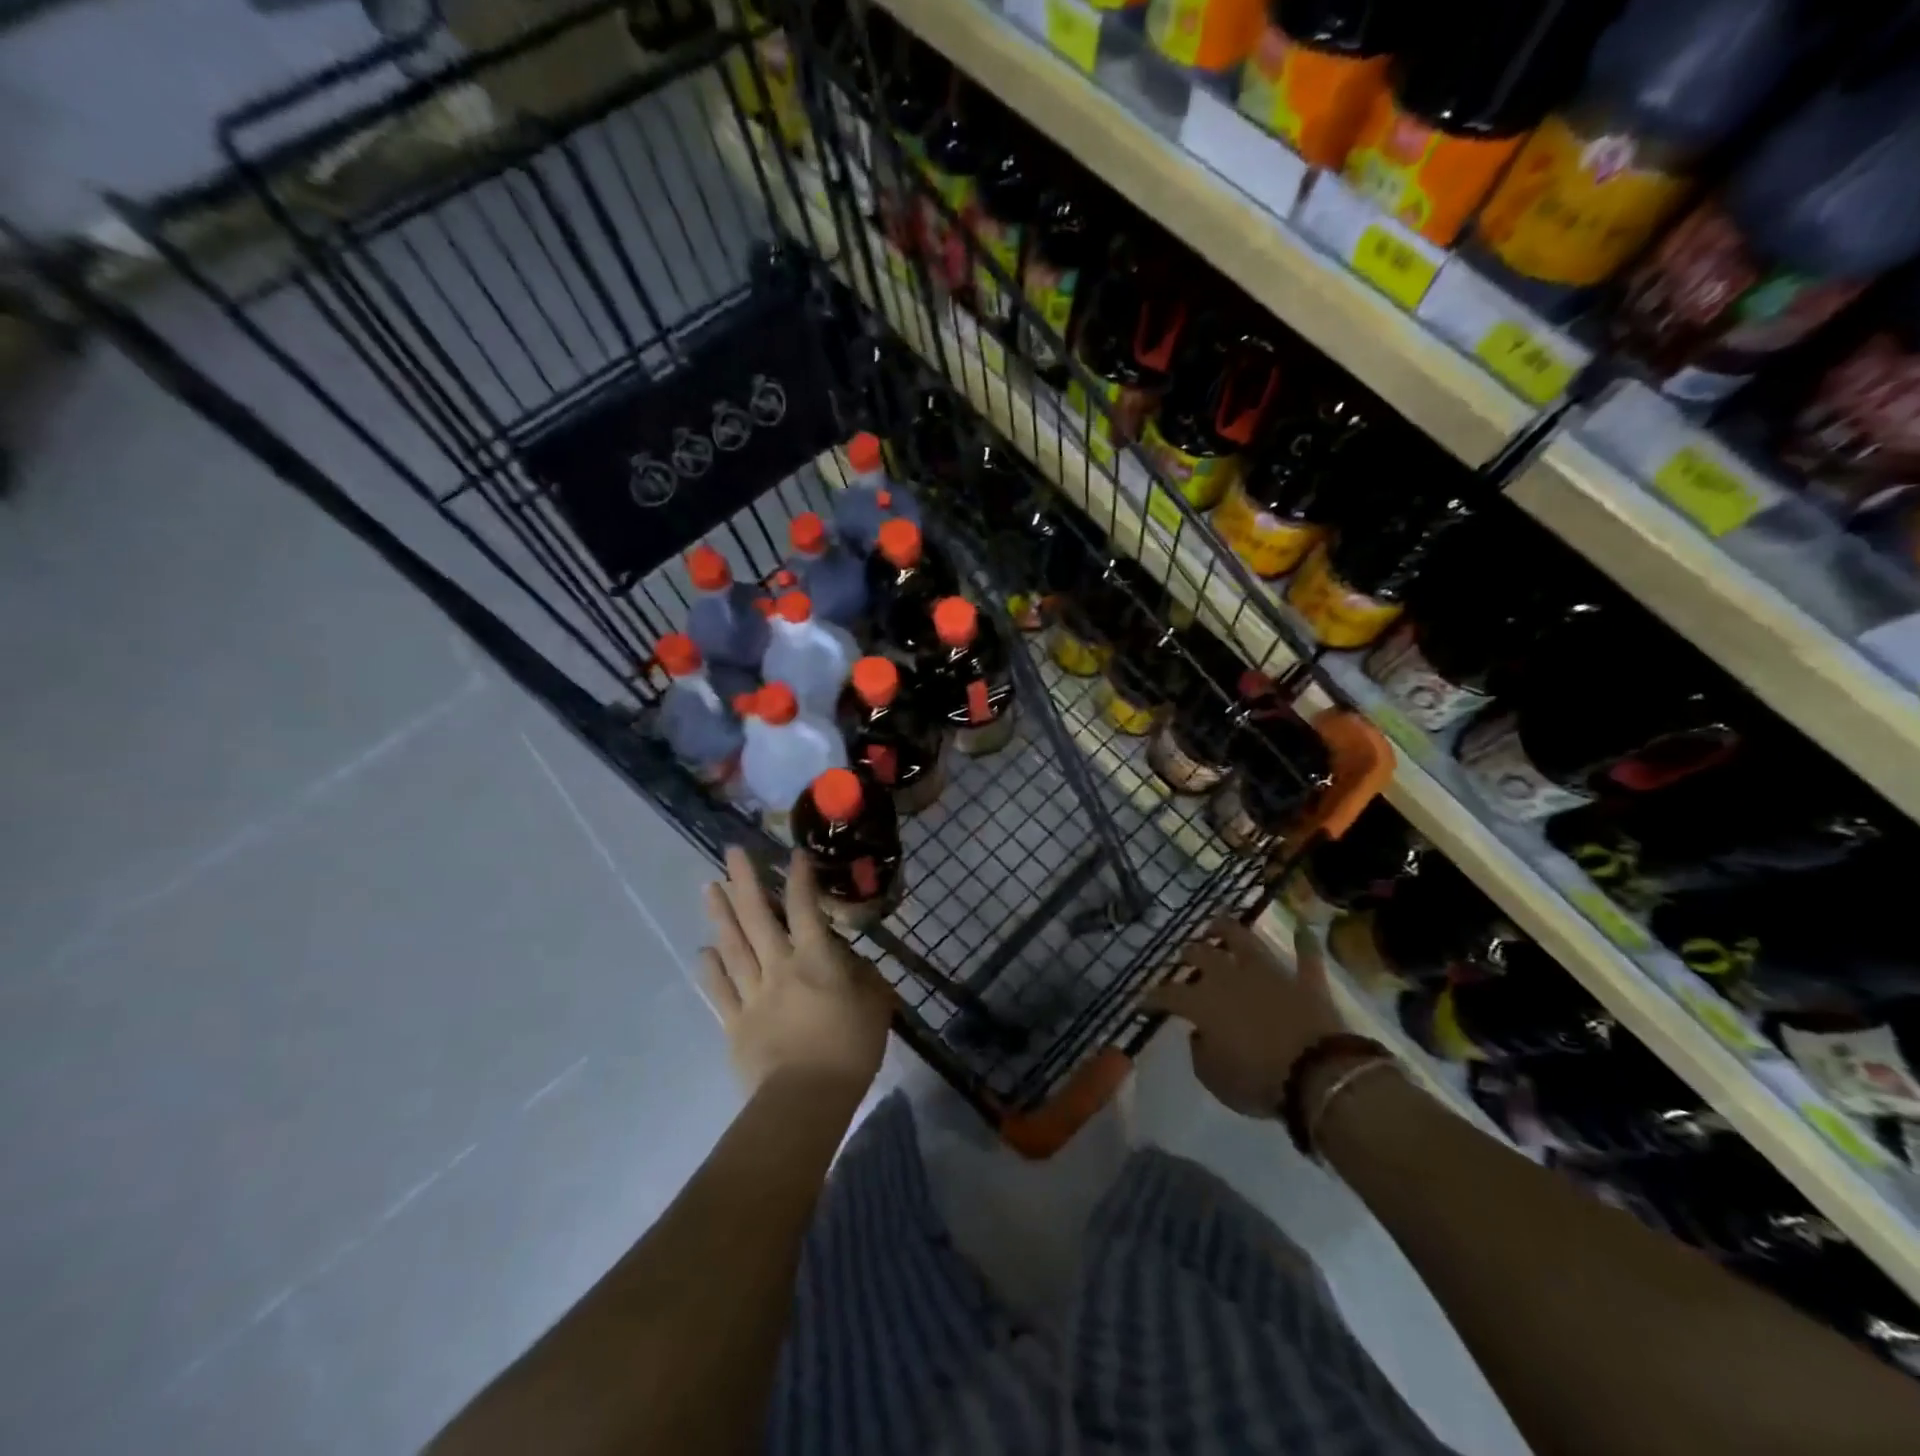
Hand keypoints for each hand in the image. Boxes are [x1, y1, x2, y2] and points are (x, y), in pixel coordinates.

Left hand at [699, 846, 892, 1096]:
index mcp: (815, 959)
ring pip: (733, 946)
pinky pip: (720, 990)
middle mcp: (779, 967)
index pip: (805, 908)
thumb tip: (851, 962)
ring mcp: (752, 994)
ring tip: (708, 886)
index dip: (799, 878)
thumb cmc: (850, 1048)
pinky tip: (703, 950)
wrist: (806, 1099)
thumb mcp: (876, 1004)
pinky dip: (711, 969)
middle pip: (758, 917)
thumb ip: (865, 976)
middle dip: (745, 881)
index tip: (792, 853)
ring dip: (720, 915)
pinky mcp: (735, 1023)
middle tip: (731, 852)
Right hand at [1145, 917, 1348, 1118]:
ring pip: (1244, 940)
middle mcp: (1230, 977)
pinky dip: (1304, 943)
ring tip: (1216, 924)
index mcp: (1202, 1002)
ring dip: (1228, 929)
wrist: (1319, 1075)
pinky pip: (1306, 956)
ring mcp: (1269, 974)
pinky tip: (1303, 928)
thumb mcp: (1214, 1078)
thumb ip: (1200, 1052)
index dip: (1151, 997)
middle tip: (1183, 957)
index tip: (1141, 1002)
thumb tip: (1200, 1034)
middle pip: (1201, 955)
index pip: (1167, 994)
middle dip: (1188, 954)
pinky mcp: (1305, 981)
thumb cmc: (1257, 1080)